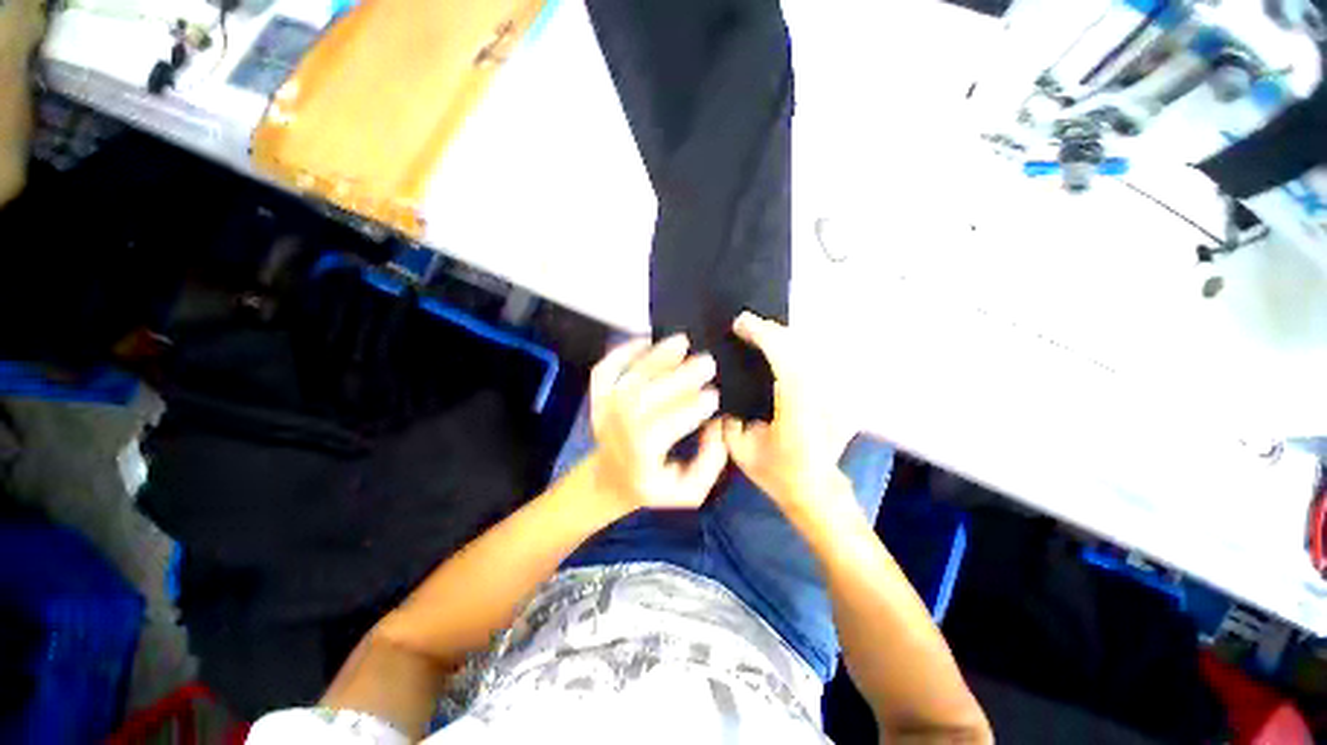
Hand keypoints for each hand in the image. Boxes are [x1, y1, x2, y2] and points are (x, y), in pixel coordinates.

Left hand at [587, 334, 727, 513]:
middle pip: (650, 395)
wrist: (610, 479)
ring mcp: (604, 409)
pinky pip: (605, 369)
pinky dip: (622, 352)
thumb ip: (710, 462)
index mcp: (641, 454)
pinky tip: (646, 341)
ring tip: (682, 341)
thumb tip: (718, 424)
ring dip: (658, 356)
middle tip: (708, 361)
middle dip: (682, 376)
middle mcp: (619, 428)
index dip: (694, 407)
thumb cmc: (653, 485)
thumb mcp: (689, 491)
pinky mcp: (598, 396)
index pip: (668, 424)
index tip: (715, 394)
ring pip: (632, 377)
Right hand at [723, 312, 854, 516]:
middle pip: (798, 347)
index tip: (741, 324)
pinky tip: (779, 349)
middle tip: (745, 325)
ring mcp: (832, 394)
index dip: (762, 336)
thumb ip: (729, 421)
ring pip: (808, 350)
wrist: (817, 490)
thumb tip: (721, 395)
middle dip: (770, 331)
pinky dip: (794, 350)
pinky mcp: (836, 394)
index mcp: (797, 409)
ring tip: (759, 333)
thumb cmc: (779, 475)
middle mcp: (819, 395)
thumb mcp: (742, 452)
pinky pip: (813, 361)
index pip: (783, 359)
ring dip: (782, 338)